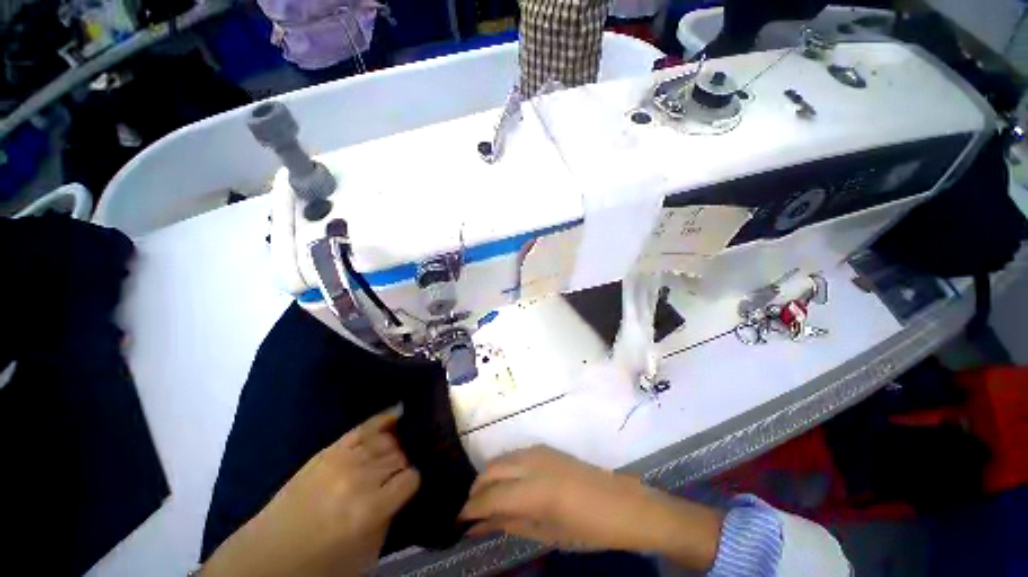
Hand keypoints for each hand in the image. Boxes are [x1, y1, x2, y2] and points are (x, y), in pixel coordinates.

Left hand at [201, 412, 419, 576]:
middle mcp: (359, 479)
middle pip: (399, 456)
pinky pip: (364, 427)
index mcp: (369, 509)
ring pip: (387, 440)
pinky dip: (383, 420)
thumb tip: (406, 487)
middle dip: (405, 463)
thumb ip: (390, 516)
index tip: (411, 485)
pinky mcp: (328, 450)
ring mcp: (342, 460)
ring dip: (397, 445)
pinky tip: (398, 414)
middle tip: (404, 469)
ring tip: (402, 447)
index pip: (411, 478)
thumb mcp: (365, 554)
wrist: (267, 556)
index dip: (413, 481)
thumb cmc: (319, 564)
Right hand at [459, 446, 723, 570]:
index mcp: (535, 491)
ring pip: (501, 458)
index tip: (458, 520)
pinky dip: (505, 467)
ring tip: (490, 500)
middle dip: (477, 491)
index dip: (470, 509)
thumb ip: (509, 525)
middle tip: (474, 512)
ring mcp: (539, 451)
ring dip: (490, 477)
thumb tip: (478, 526)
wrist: (621, 504)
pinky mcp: (546, 447)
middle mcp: (532, 463)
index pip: (489, 497)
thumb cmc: (587, 529)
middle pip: (490, 470)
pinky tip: (509, 484)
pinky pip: (515, 454)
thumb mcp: (546, 533)